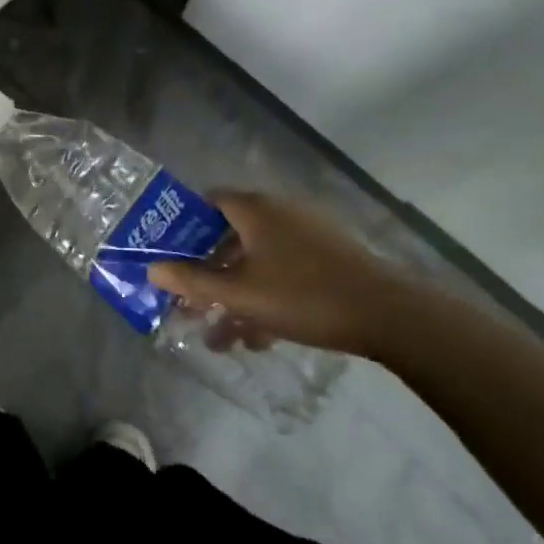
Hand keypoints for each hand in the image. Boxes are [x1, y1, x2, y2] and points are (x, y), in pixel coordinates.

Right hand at [149, 193, 425, 359]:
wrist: (391, 317)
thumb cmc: (302, 295)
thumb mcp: (238, 292)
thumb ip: (191, 280)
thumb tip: (152, 269)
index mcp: (255, 210)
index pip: (207, 203)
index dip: (182, 227)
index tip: (167, 256)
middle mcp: (279, 215)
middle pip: (228, 239)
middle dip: (206, 275)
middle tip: (187, 303)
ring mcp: (307, 239)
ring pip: (256, 264)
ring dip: (234, 297)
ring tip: (218, 337)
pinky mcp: (328, 264)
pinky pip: (282, 275)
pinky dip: (265, 300)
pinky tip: (257, 340)